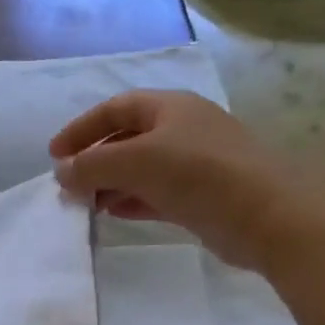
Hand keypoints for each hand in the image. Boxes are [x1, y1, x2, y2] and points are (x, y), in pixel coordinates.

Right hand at [50, 90, 291, 267]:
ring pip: (143, 168)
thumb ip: (92, 166)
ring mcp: (197, 163)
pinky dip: (134, 200)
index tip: (55, 155)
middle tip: (70, 184)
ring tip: (87, 204)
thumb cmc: (198, 174)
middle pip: (128, 138)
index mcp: (170, 107)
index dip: (81, 129)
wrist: (269, 217)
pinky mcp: (206, 195)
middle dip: (96, 160)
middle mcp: (184, 128)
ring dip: (112, 183)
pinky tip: (114, 214)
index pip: (114, 109)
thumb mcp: (135, 161)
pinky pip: (159, 192)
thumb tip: (62, 173)